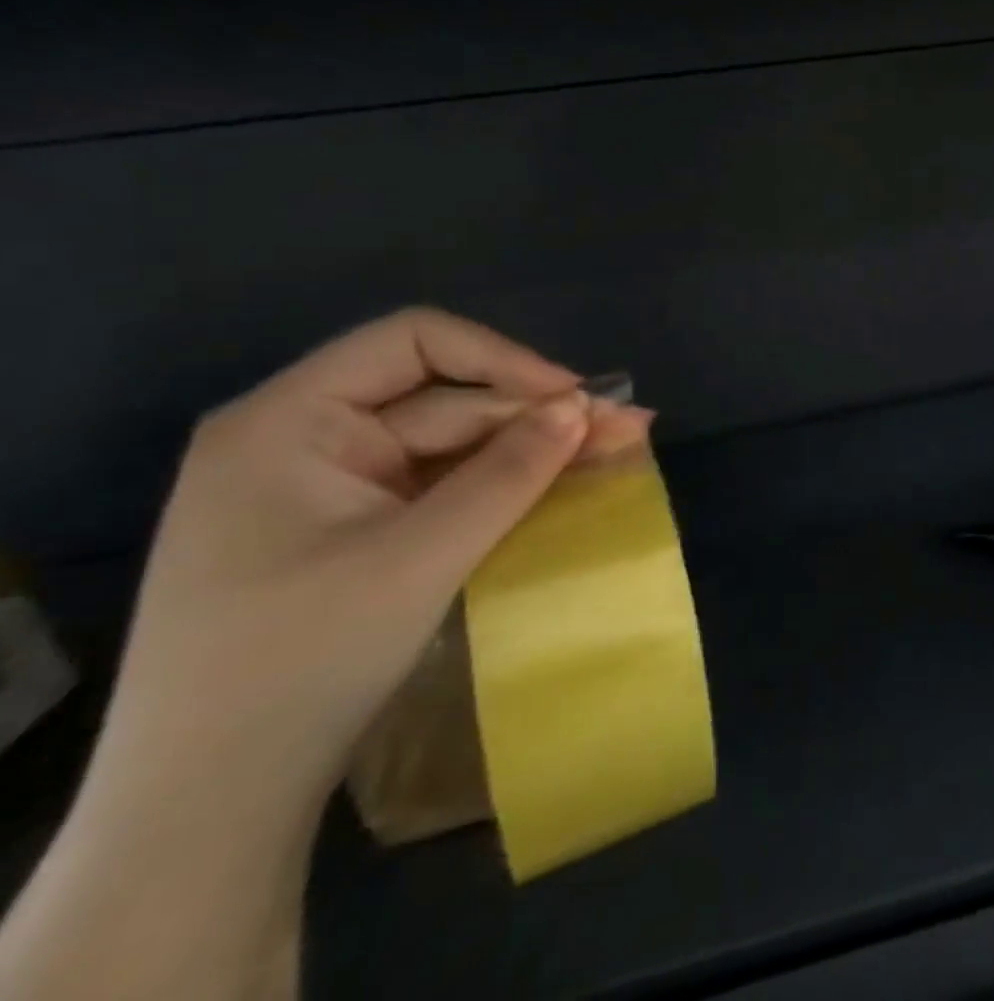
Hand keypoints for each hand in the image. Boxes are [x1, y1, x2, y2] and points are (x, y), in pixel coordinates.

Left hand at [90, 308, 650, 814]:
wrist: (211, 808)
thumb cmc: (301, 663)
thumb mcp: (421, 557)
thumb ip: (509, 473)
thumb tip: (582, 406)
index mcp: (288, 422)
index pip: (413, 342)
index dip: (503, 359)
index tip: (573, 397)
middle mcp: (306, 439)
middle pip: (446, 399)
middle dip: (536, 415)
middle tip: (626, 431)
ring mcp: (331, 487)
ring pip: (453, 444)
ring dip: (532, 449)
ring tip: (616, 451)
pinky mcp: (355, 529)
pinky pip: (443, 485)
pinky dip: (503, 485)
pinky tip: (562, 484)